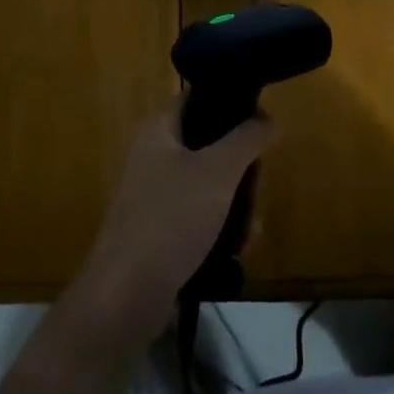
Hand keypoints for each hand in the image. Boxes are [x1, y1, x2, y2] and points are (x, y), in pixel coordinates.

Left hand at [66, 99, 273, 350]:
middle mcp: (154, 154)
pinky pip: (200, 217)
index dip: (232, 105)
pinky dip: (221, 229)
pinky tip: (239, 250)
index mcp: (158, 129)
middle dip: (241, 170)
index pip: (198, 98)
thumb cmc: (171, 219)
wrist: (125, 296)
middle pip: (210, 144)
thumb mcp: (218, 171)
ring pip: (209, 184)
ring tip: (252, 232)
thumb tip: (268, 118)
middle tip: (258, 189)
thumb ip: (247, 138)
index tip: (262, 126)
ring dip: (237, 204)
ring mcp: (155, 194)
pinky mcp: (160, 230)